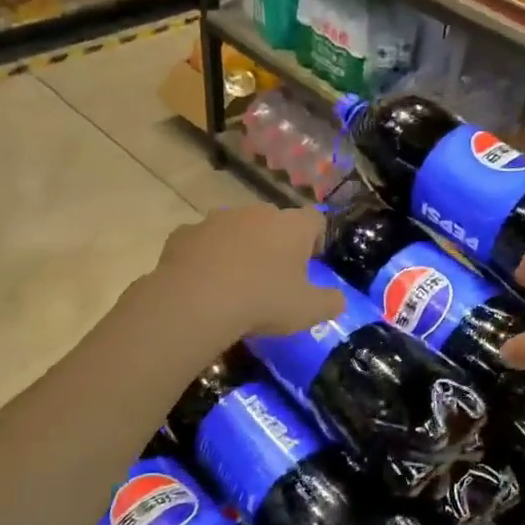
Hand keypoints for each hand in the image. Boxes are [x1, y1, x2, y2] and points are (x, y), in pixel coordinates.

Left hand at [154, 205, 342, 337]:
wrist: (195, 302)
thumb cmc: (262, 302)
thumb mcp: (308, 311)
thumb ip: (330, 302)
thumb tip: (339, 300)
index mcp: (291, 226)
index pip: (315, 219)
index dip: (316, 238)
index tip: (311, 262)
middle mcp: (256, 213)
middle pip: (274, 222)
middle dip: (277, 243)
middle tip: (275, 276)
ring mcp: (217, 219)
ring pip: (237, 229)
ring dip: (242, 247)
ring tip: (237, 281)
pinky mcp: (185, 233)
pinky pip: (204, 241)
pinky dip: (208, 256)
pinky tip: (206, 282)